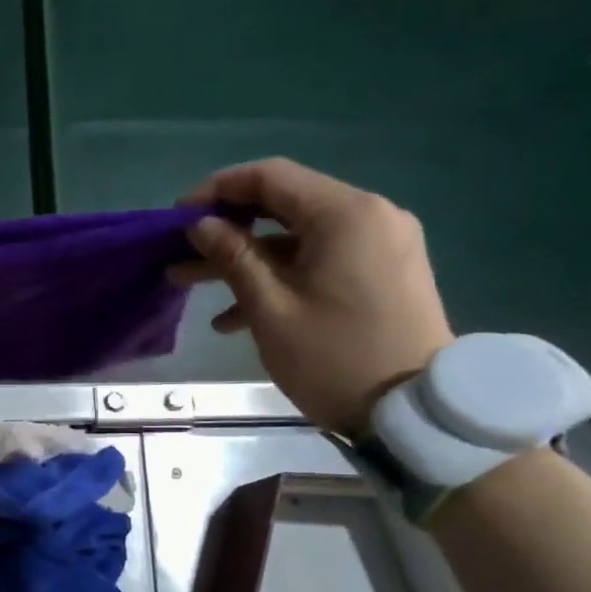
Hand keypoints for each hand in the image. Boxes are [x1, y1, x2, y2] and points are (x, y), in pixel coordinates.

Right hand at [169, 158, 453, 432]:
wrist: (414, 414)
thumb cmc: (334, 358)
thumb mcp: (270, 308)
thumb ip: (232, 256)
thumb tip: (200, 224)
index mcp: (344, 214)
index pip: (270, 177)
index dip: (216, 190)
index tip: (176, 218)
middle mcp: (369, 215)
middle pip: (283, 204)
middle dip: (226, 227)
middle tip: (180, 250)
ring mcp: (380, 243)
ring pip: (297, 236)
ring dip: (244, 256)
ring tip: (190, 283)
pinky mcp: (382, 271)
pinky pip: (320, 259)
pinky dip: (278, 275)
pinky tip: (234, 315)